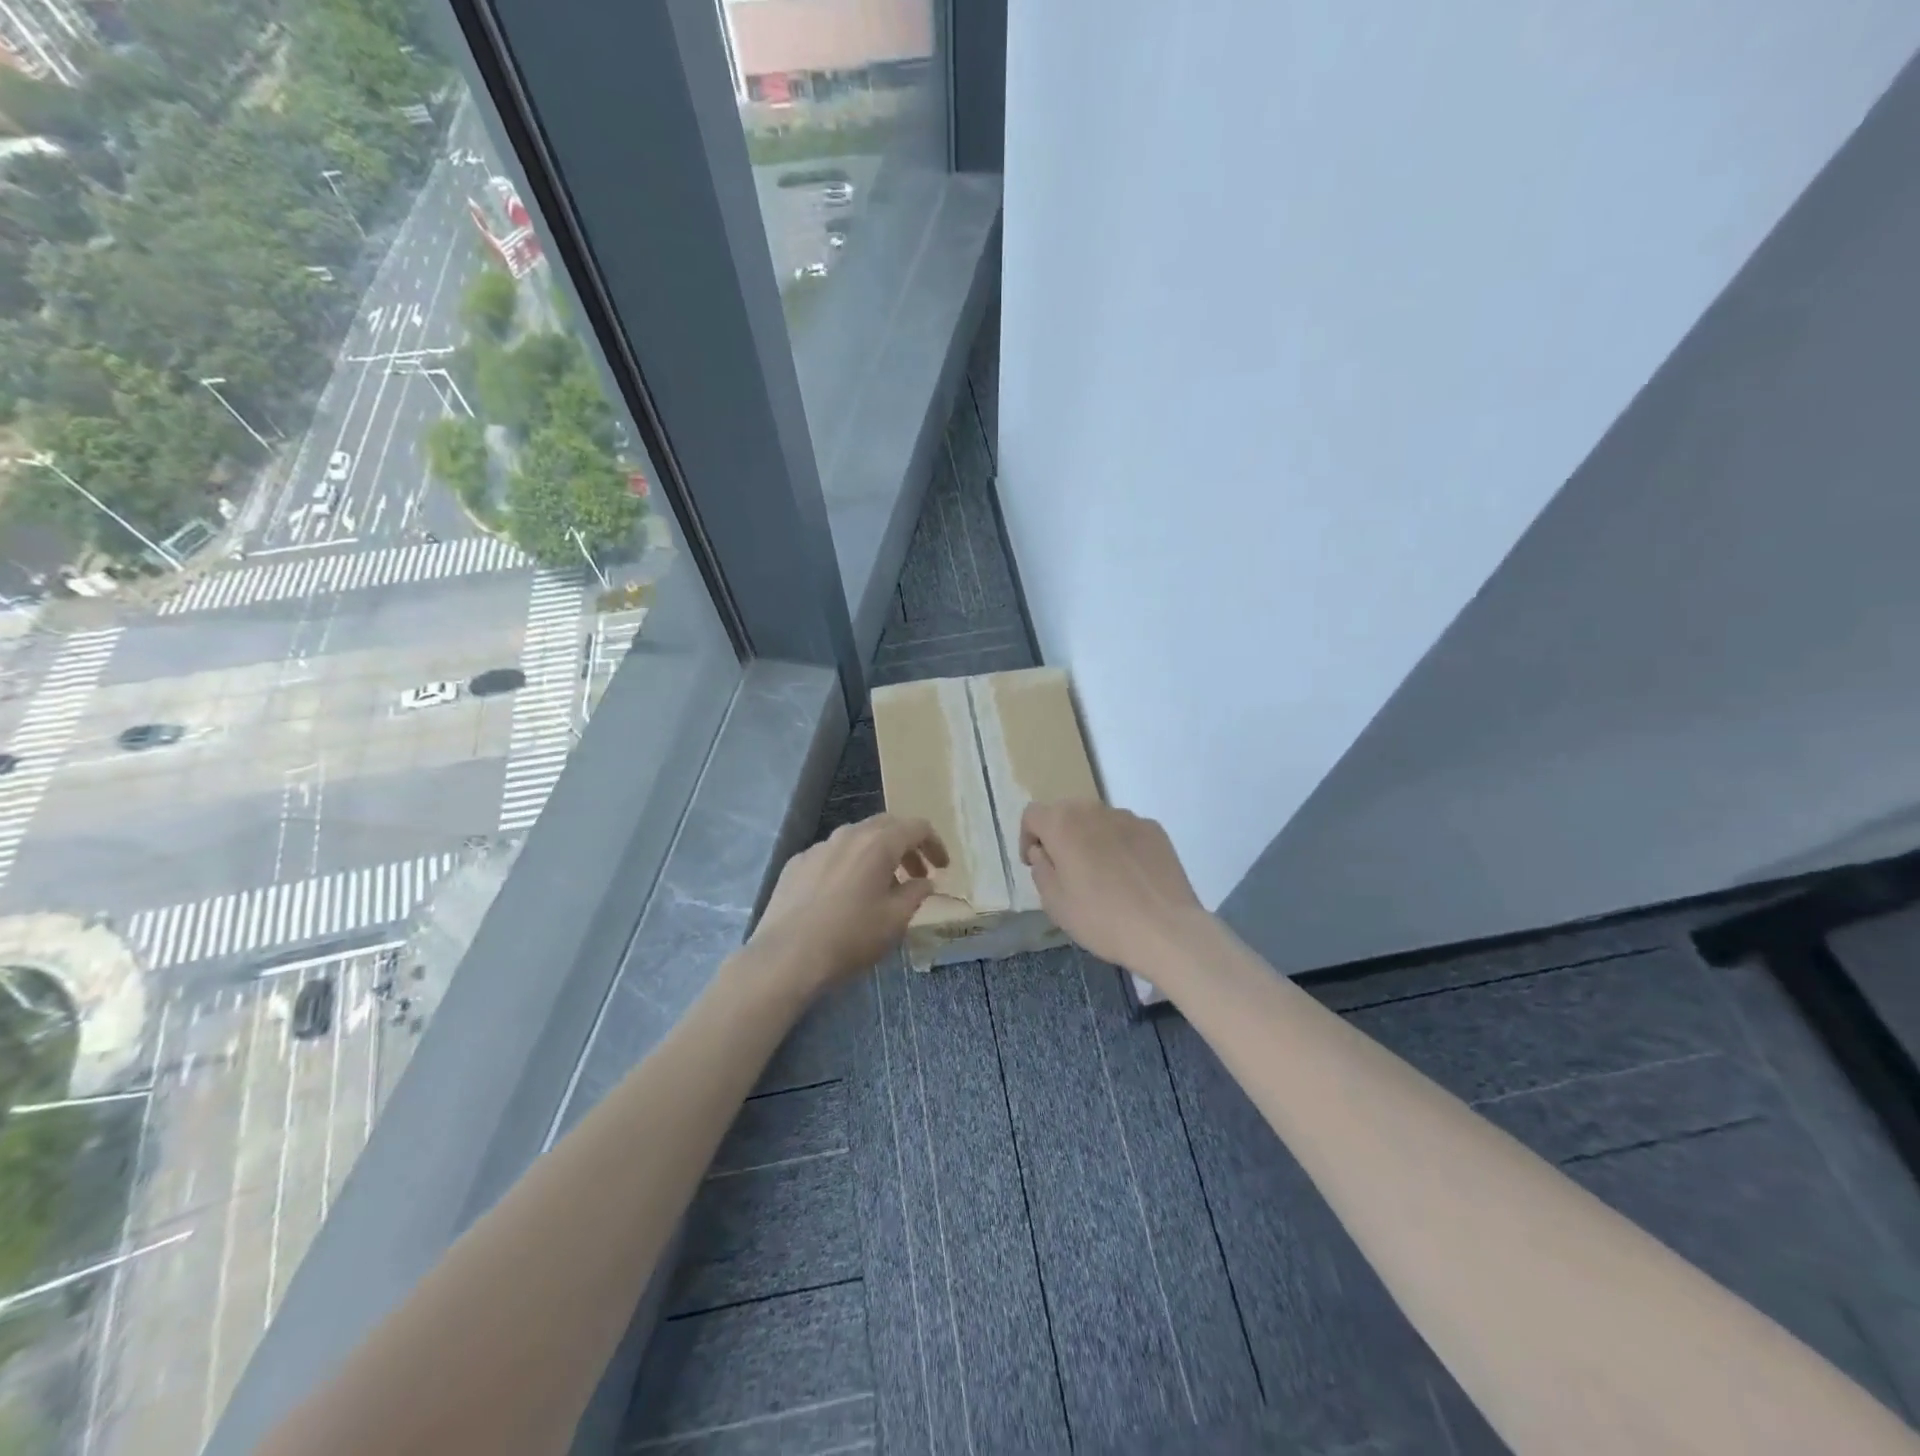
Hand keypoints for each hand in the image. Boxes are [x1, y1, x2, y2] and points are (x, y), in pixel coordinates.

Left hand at [747, 813, 948, 995]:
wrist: (787, 956)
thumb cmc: (850, 937)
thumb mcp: (895, 920)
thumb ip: (916, 894)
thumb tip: (923, 882)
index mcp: (878, 843)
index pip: (917, 827)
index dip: (934, 844)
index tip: (942, 867)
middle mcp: (848, 835)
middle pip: (886, 826)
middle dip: (906, 845)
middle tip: (917, 873)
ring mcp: (819, 847)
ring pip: (857, 838)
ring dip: (877, 854)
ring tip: (882, 886)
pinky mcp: (796, 863)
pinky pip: (832, 855)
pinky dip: (849, 865)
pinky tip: (845, 894)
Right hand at [1020, 801, 1206, 971]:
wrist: (1166, 930)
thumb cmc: (1101, 918)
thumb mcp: (1054, 902)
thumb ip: (1041, 869)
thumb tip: (1043, 851)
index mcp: (1063, 823)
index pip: (1033, 814)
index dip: (1027, 837)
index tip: (1035, 863)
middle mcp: (1094, 810)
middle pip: (1066, 812)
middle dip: (1059, 835)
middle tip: (1065, 869)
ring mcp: (1128, 817)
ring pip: (1097, 821)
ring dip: (1090, 839)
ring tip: (1101, 875)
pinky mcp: (1155, 830)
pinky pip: (1126, 831)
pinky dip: (1119, 845)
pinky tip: (1129, 877)